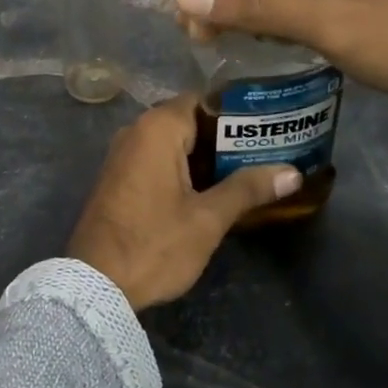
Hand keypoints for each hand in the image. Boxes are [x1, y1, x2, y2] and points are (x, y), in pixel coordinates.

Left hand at [66, 95, 302, 310]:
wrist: (94, 287)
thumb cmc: (154, 244)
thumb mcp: (207, 219)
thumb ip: (248, 189)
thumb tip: (293, 173)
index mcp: (157, 128)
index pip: (204, 100)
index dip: (238, 110)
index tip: (269, 122)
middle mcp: (137, 131)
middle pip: (190, 121)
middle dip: (227, 136)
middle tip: (269, 148)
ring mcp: (124, 155)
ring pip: (175, 143)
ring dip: (207, 155)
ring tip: (251, 167)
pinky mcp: (119, 179)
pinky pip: (158, 160)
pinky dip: (185, 168)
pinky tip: (214, 188)